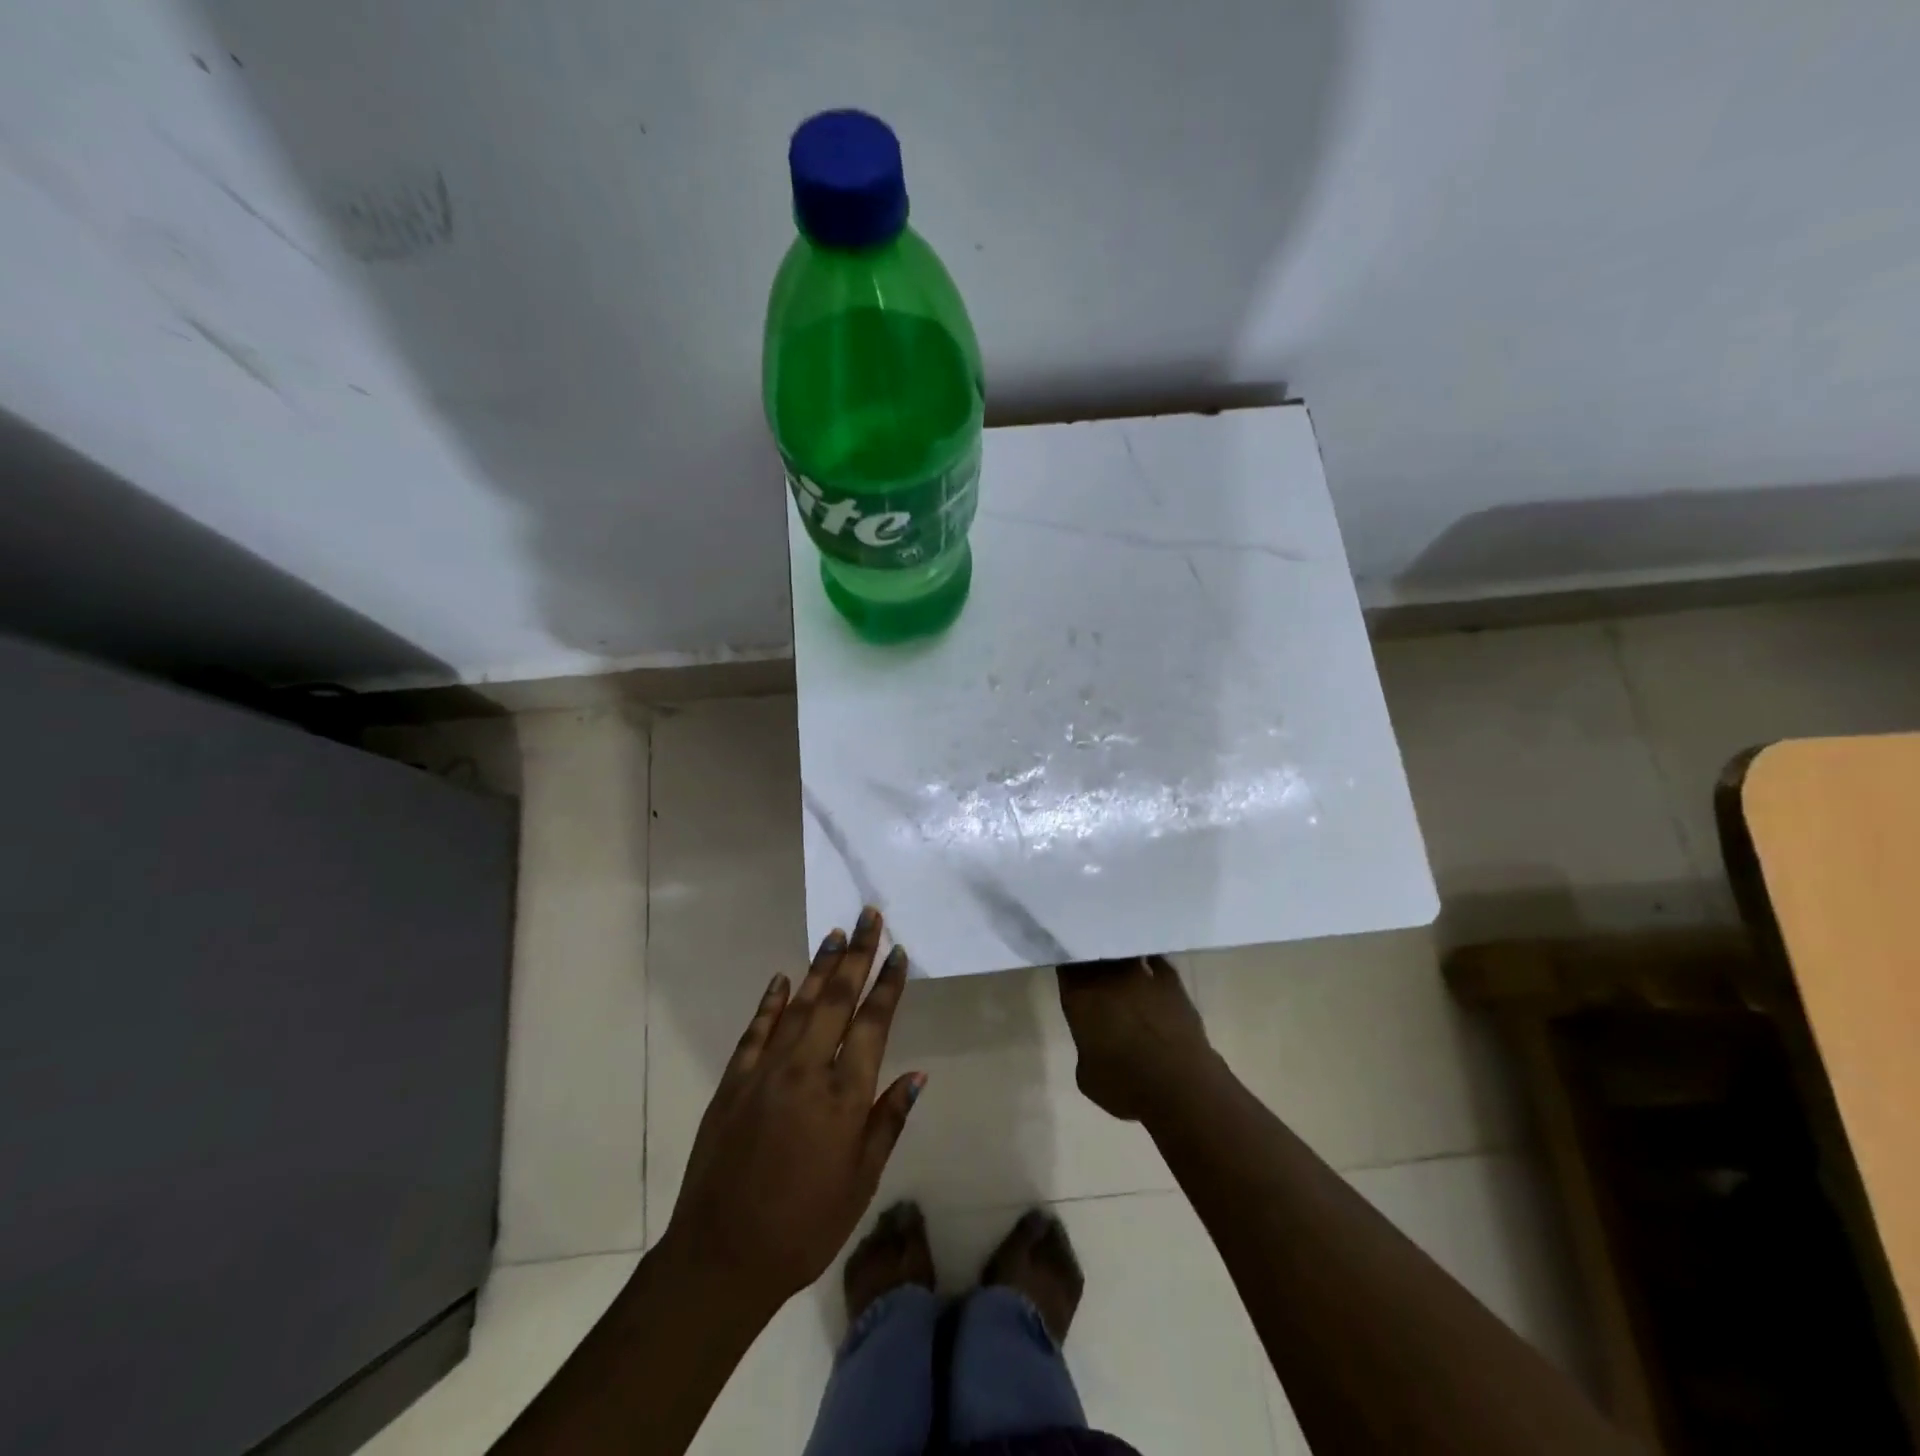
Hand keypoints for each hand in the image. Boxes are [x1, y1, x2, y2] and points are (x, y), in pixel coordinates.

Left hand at [664, 908, 922, 1313]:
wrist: (721, 1256)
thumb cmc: (805, 1226)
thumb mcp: (860, 1183)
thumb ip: (887, 1122)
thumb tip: (916, 1075)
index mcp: (843, 1096)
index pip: (872, 1024)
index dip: (887, 986)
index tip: (898, 953)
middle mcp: (806, 1070)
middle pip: (836, 999)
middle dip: (856, 955)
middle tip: (868, 916)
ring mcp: (765, 1071)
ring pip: (798, 1005)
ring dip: (818, 967)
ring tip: (835, 934)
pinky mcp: (734, 1081)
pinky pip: (756, 1030)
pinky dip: (770, 1002)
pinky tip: (782, 980)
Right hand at [1056, 955, 1219, 1122]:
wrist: (1181, 1087)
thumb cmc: (1126, 1086)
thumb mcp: (1088, 1075)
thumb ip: (1086, 1046)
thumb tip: (1096, 1039)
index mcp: (1080, 997)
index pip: (1066, 966)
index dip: (1067, 964)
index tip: (1068, 966)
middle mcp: (1108, 977)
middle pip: (1094, 953)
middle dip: (1091, 956)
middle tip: (1091, 964)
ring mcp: (1141, 974)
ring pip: (1124, 952)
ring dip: (1119, 956)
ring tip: (1118, 964)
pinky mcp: (1171, 981)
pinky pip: (1156, 960)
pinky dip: (1150, 962)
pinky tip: (1148, 967)